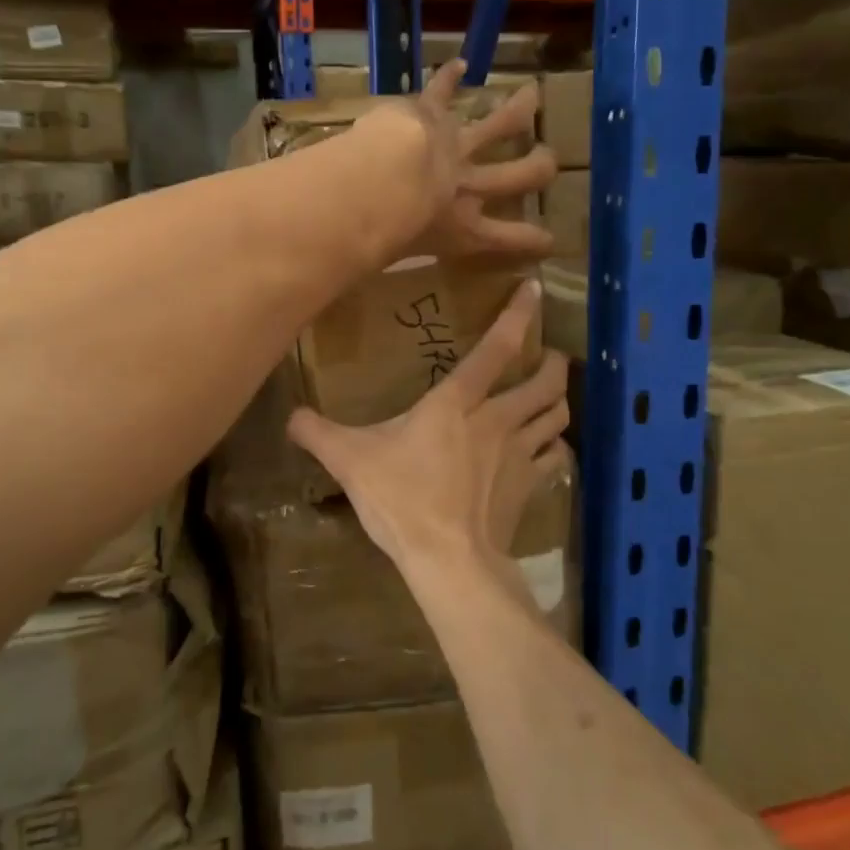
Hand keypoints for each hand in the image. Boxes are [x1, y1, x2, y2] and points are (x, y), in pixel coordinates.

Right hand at [286, 280, 571, 584]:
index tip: (534, 290)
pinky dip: (557, 447)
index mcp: (457, 402)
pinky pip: (555, 458)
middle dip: (553, 364)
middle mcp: (497, 419)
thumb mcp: (349, 461)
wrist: (449, 560)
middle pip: (544, 381)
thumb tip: (290, 415)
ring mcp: (519, 454)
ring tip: (553, 395)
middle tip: (551, 355)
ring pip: (557, 416)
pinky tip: (551, 449)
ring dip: (559, 401)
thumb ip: (317, 433)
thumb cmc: (402, 498)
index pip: (496, 348)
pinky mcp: (529, 487)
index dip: (518, 315)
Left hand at [351, 59, 556, 258]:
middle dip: (539, 167)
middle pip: (518, 176)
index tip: (550, 241)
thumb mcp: (390, 260)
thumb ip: (381, 262)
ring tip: (532, 96)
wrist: (380, 183)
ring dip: (516, 110)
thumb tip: (346, 279)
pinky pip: (442, 92)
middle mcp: (469, 187)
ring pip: (498, 126)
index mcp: (464, 229)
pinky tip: (458, 63)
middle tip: (549, 161)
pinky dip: (448, 77)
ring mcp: (455, 147)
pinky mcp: (430, 115)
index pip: (509, 239)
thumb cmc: (384, 235)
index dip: (533, 240)